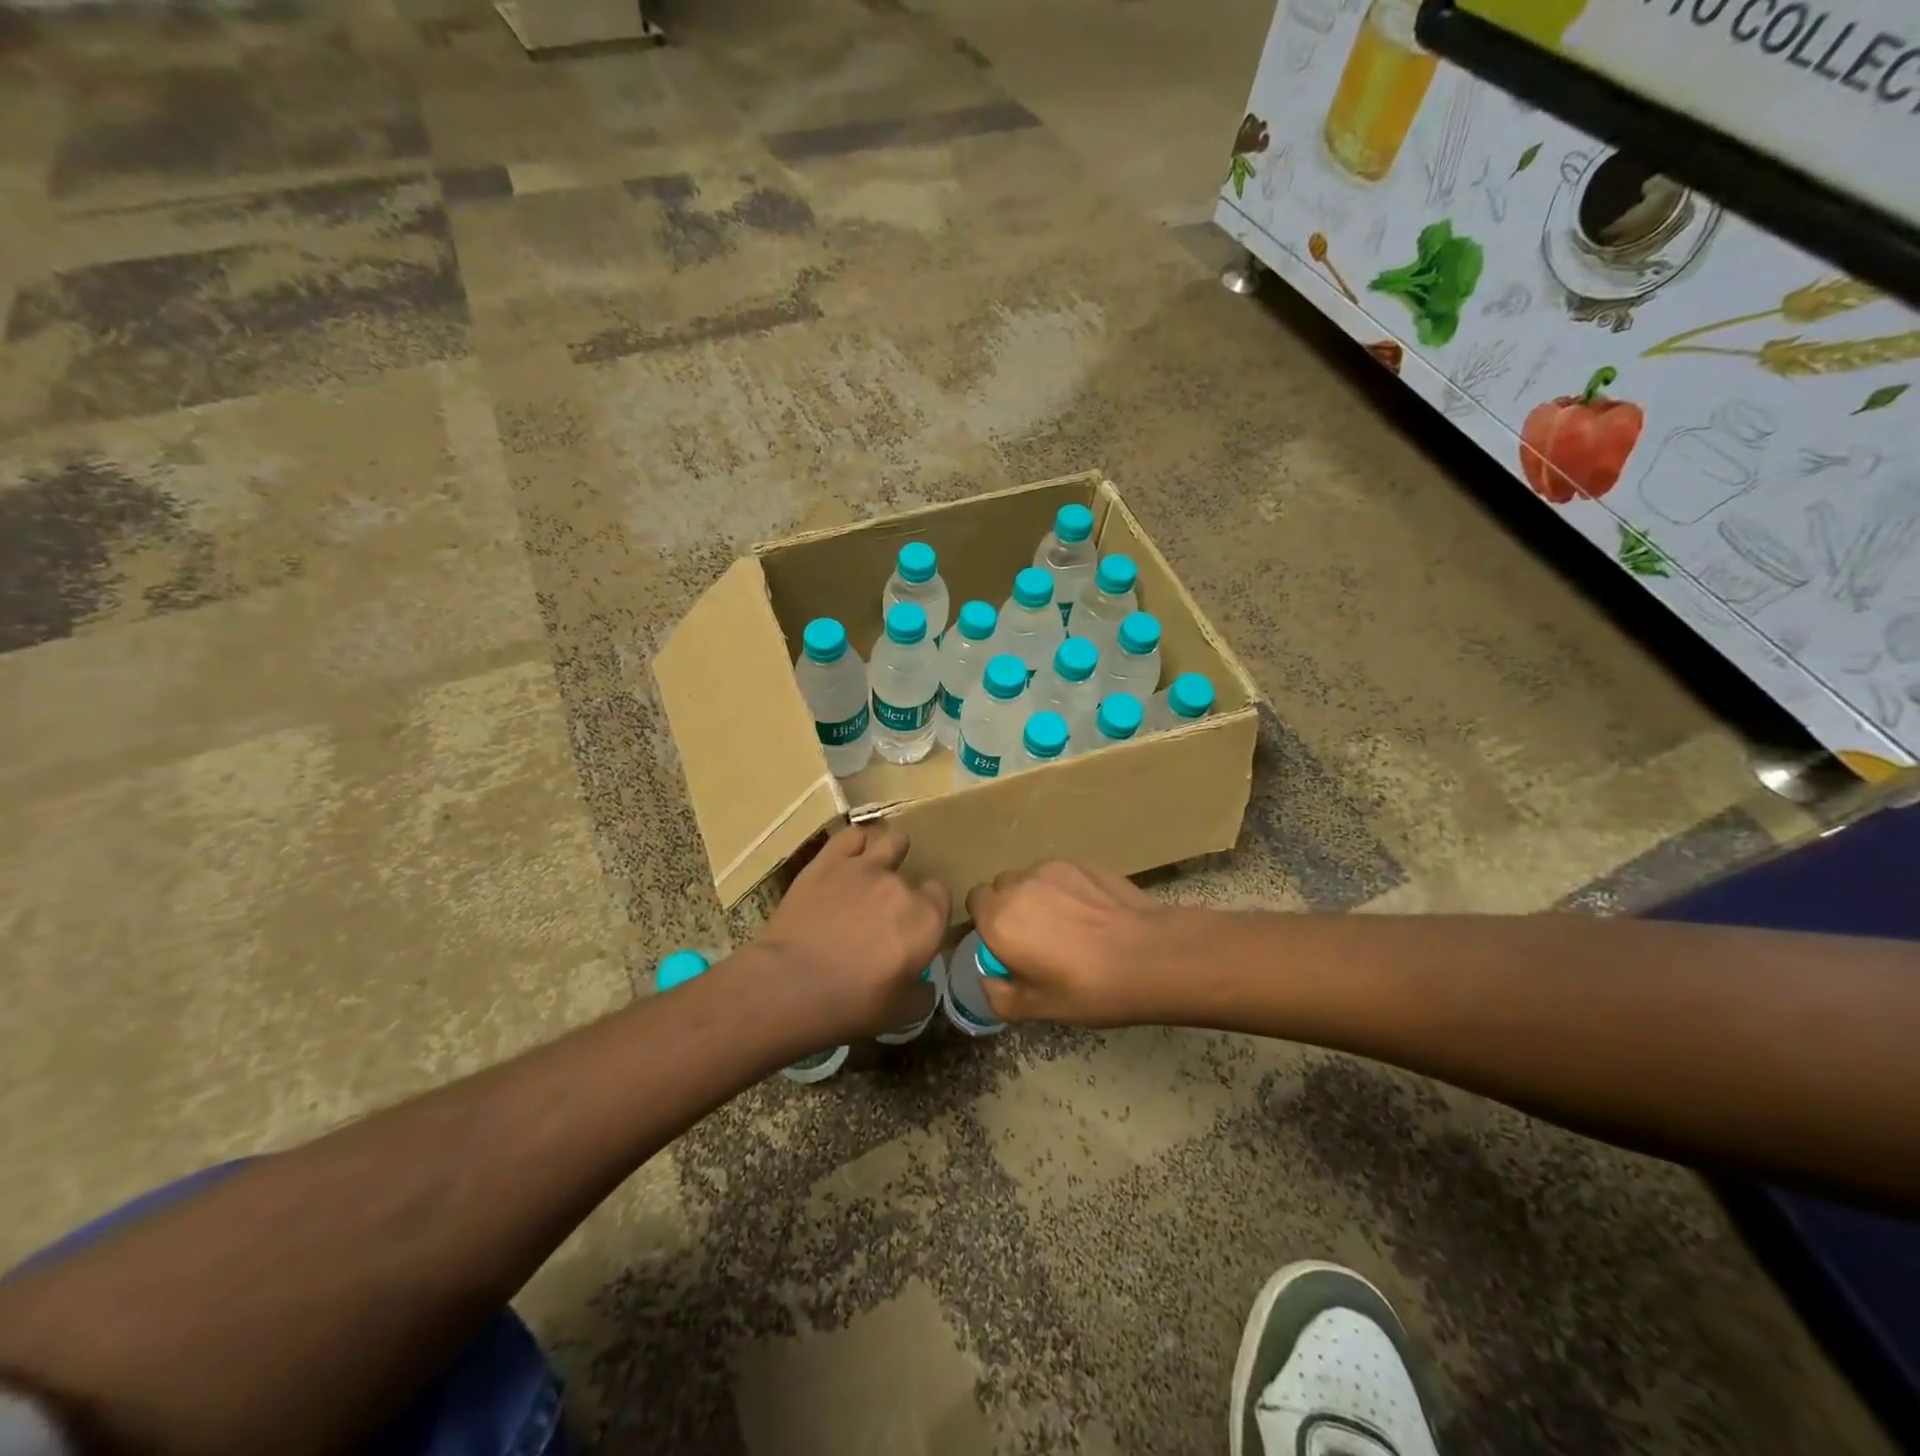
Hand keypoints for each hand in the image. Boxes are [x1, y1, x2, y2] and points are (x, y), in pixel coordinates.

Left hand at [755, 825, 950, 1044]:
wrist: (790, 985)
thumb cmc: (852, 1005)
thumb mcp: (900, 1014)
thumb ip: (922, 993)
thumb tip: (924, 984)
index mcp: (927, 920)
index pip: (941, 896)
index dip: (929, 910)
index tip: (915, 926)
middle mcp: (901, 886)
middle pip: (912, 877)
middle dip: (903, 892)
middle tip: (883, 915)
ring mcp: (865, 867)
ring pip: (891, 841)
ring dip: (890, 852)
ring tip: (878, 866)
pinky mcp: (829, 860)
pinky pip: (851, 836)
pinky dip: (854, 845)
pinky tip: (849, 856)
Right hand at [965, 861, 1167, 1026]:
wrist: (1150, 956)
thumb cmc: (1088, 988)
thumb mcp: (1037, 1009)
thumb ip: (998, 995)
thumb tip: (989, 978)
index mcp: (999, 919)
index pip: (974, 902)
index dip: (987, 922)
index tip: (1007, 945)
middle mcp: (1019, 885)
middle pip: (1002, 887)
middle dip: (1010, 907)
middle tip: (1037, 938)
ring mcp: (1053, 869)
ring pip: (1032, 878)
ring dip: (1038, 896)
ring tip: (1069, 925)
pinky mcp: (1083, 863)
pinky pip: (1061, 874)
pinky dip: (1066, 889)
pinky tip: (1092, 914)